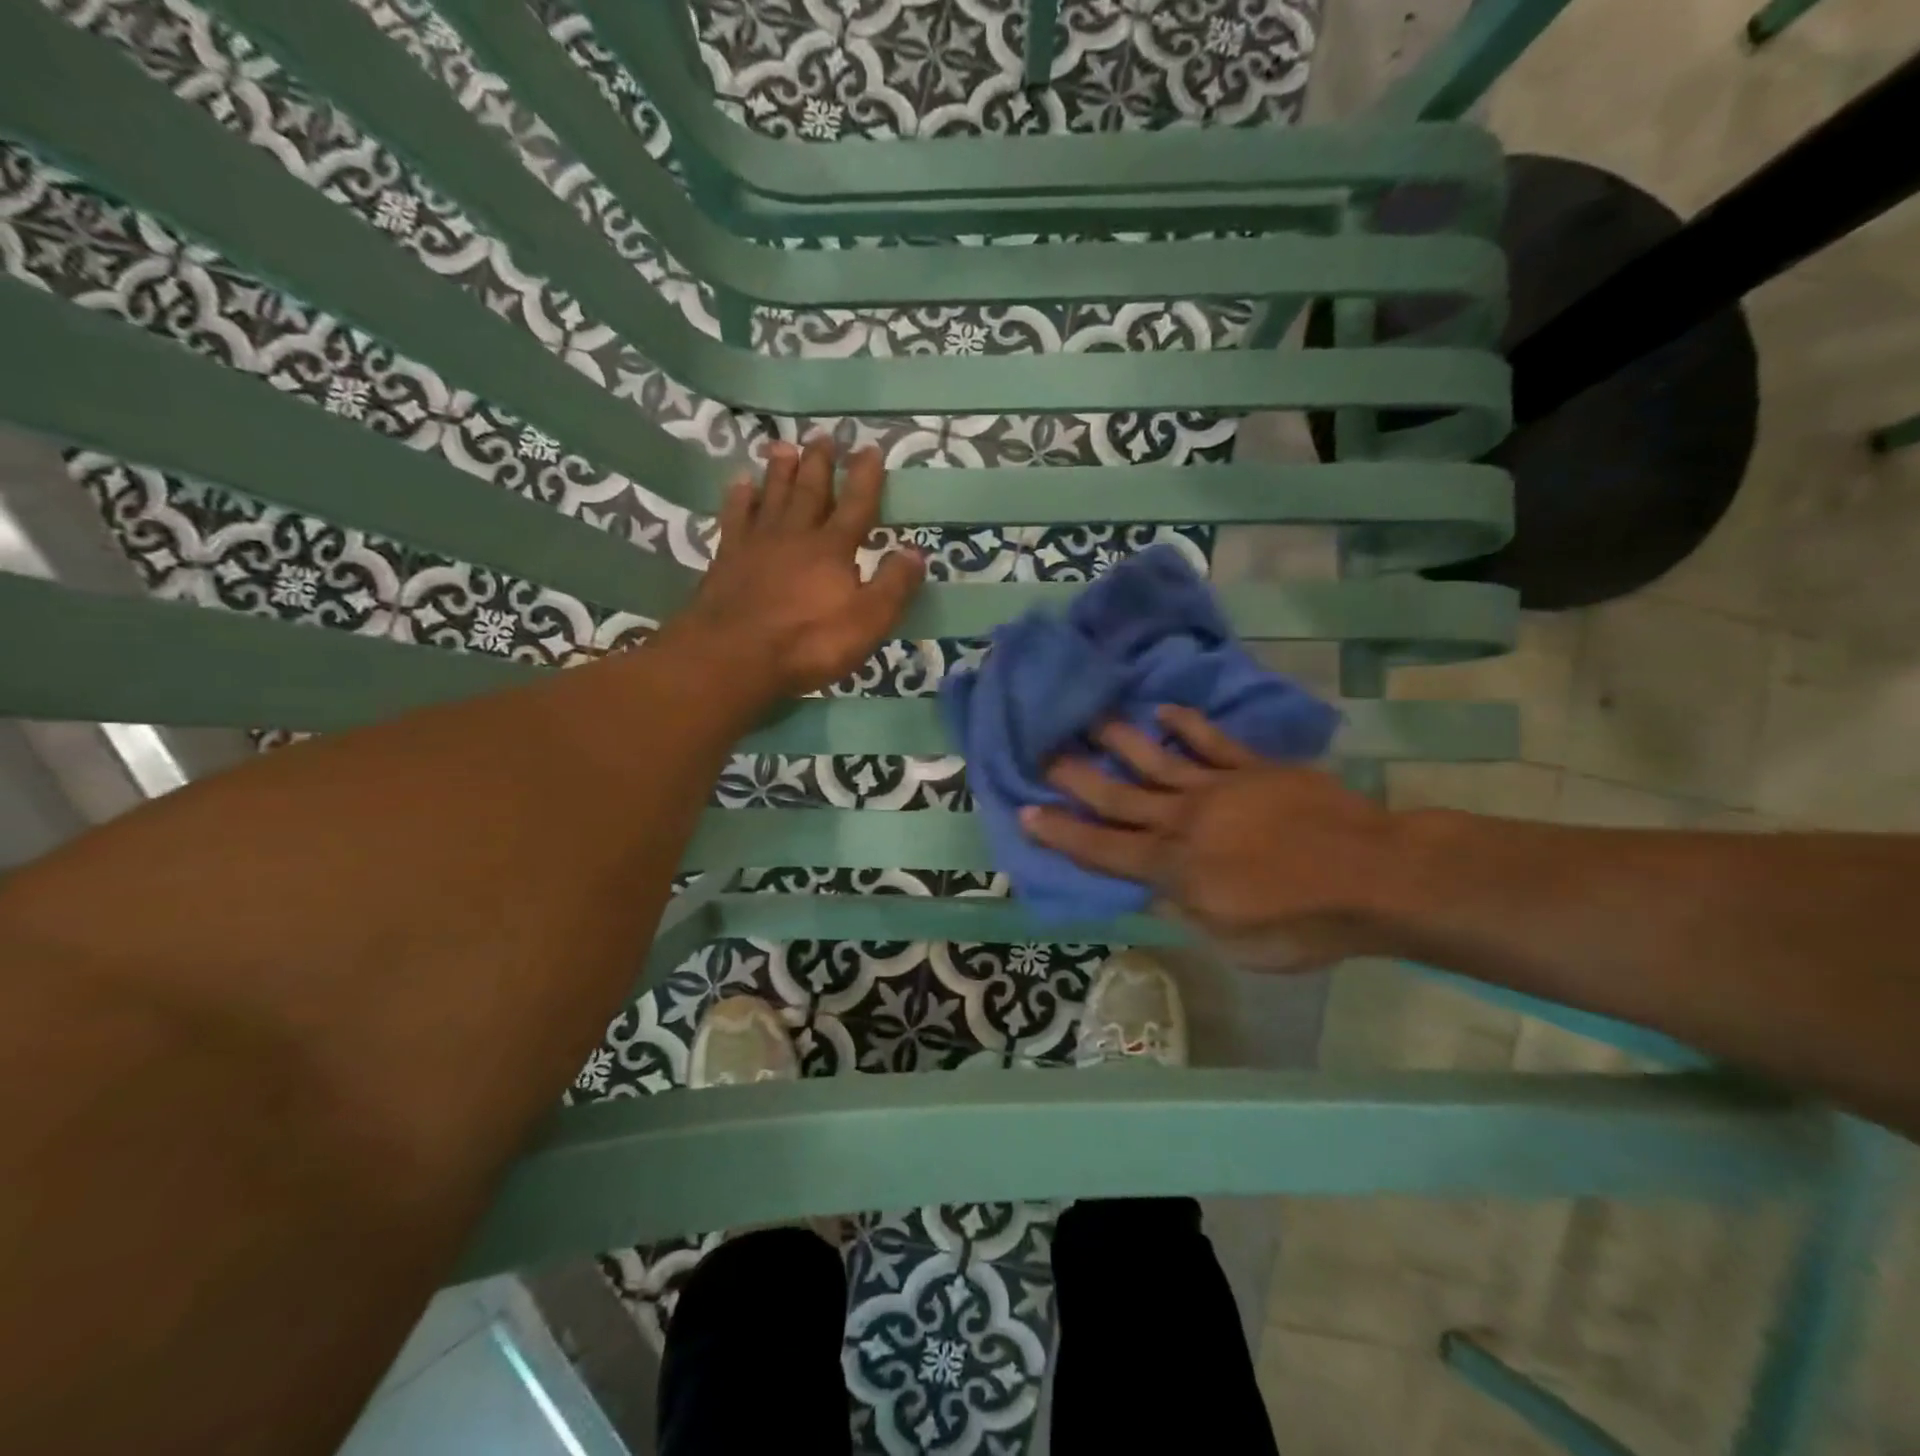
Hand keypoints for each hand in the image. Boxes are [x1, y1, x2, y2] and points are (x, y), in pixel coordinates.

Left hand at [678, 438, 924, 697]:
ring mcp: (757, 544)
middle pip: (811, 492)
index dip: (865, 477)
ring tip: (784, 446)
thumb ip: (894, 586)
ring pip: (772, 497)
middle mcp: (795, 535)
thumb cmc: (809, 643)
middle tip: (824, 436)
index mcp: (833, 549)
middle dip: (820, 464)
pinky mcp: (726, 559)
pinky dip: (740, 498)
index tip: (870, 449)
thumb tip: (916, 551)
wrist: (734, 656)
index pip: (856, 505)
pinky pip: (735, 518)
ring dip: (780, 471)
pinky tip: (741, 484)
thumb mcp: (868, 621)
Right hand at [1021, 706, 1400, 969]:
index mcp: (1175, 868)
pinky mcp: (1252, 768)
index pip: (1102, 849)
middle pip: (1118, 797)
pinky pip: (1211, 741)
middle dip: (1076, 778)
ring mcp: (1218, 788)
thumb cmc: (1303, 922)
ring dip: (1119, 740)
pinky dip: (1186, 724)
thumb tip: (1156, 890)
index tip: (1026, 812)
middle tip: (1042, 753)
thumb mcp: (1236, 943)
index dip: (1061, 833)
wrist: (1373, 875)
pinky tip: (1164, 709)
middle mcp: (1183, 821)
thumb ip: (1188, 911)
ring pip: (1155, 759)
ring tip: (1089, 718)